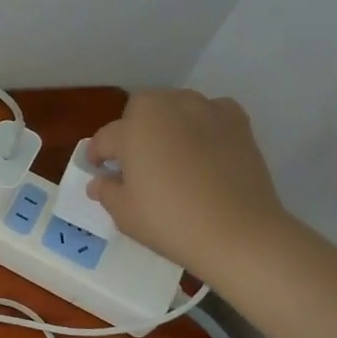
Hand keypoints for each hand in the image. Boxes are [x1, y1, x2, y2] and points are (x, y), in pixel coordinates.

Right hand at [86, 89, 288, 279]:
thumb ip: (106, 191)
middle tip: (134, 159)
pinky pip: (211, 111)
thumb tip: (101, 181)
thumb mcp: (124, 213)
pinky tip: (202, 147)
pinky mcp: (238, 122)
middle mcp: (168, 108)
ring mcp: (206, 111)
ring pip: (176, 105)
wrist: (239, 232)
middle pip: (141, 107)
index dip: (97, 155)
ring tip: (169, 151)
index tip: (98, 171)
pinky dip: (202, 122)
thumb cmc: (170, 222)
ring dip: (166, 121)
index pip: (106, 138)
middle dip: (132, 127)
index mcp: (133, 129)